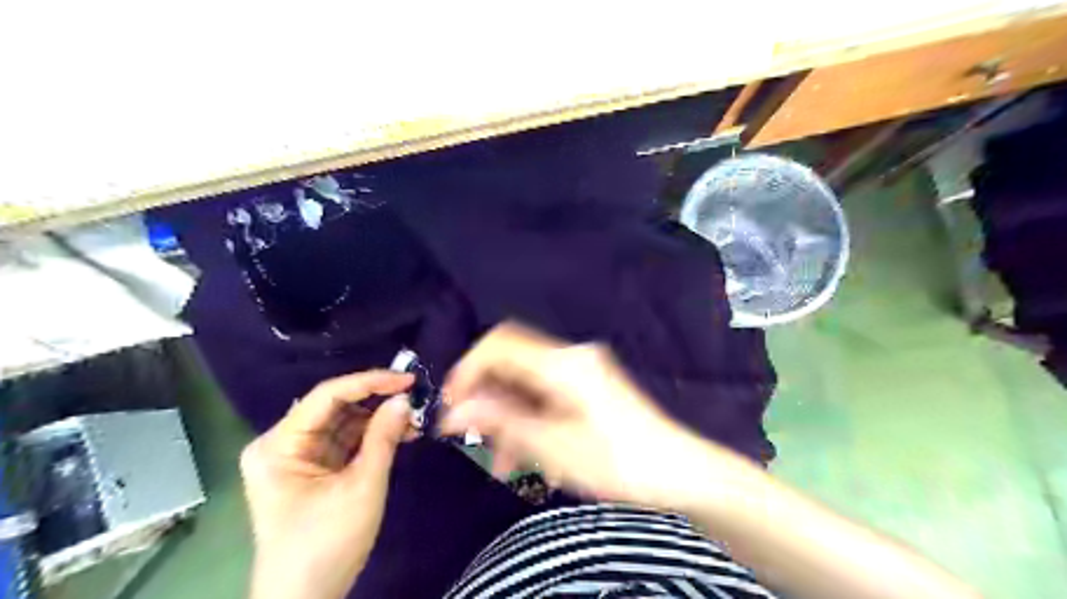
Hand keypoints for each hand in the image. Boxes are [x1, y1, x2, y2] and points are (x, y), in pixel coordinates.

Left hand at [242, 369, 411, 597]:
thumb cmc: (327, 545)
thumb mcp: (362, 487)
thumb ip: (383, 437)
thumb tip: (404, 399)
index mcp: (279, 445)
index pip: (327, 395)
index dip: (370, 382)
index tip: (408, 379)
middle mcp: (282, 443)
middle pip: (335, 407)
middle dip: (377, 402)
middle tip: (416, 398)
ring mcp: (297, 456)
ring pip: (344, 422)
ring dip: (379, 419)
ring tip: (415, 419)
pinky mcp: (313, 469)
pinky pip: (346, 441)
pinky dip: (373, 437)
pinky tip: (401, 434)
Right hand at [437, 321, 711, 506]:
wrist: (678, 472)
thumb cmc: (617, 460)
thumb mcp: (552, 444)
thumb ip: (502, 420)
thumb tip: (455, 408)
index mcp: (562, 363)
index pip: (500, 344)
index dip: (469, 369)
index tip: (451, 404)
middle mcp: (570, 357)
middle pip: (512, 365)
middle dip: (487, 401)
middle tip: (472, 438)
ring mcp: (581, 371)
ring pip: (527, 385)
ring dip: (509, 418)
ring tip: (504, 463)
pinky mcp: (588, 388)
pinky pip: (546, 396)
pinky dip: (531, 421)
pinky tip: (530, 456)